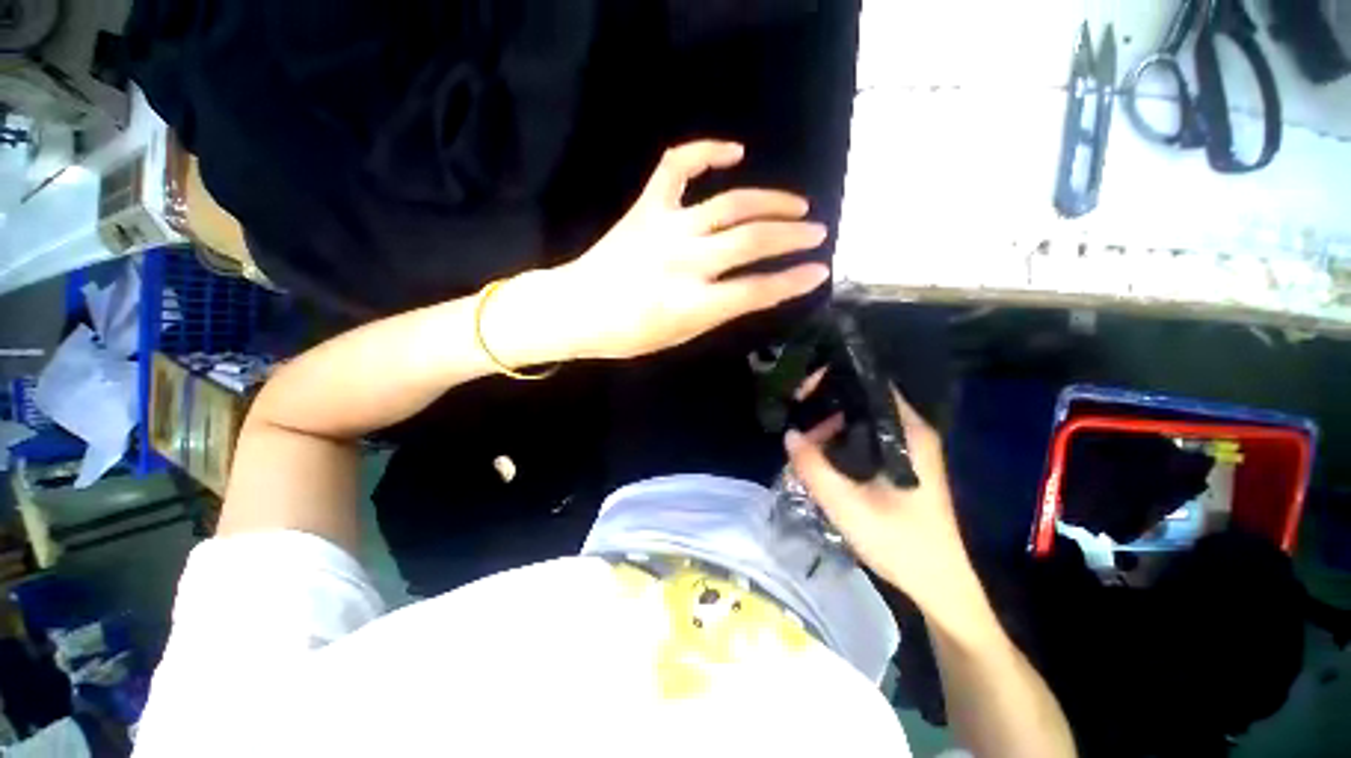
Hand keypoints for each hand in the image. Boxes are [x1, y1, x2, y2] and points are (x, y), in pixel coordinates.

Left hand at [556, 140, 829, 359]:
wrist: (577, 309)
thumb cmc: (629, 334)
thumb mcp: (681, 335)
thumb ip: (720, 311)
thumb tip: (758, 289)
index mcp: (692, 304)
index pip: (757, 290)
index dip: (793, 281)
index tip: (819, 271)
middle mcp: (685, 261)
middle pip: (752, 240)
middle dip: (793, 236)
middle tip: (817, 233)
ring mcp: (666, 228)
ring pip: (731, 204)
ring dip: (771, 201)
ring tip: (796, 205)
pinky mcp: (646, 208)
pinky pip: (678, 166)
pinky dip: (707, 151)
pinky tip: (735, 152)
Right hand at [784, 383, 986, 632]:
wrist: (938, 586)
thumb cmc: (899, 544)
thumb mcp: (846, 505)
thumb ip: (813, 467)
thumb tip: (789, 434)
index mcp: (909, 433)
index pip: (871, 385)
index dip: (835, 379)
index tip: (804, 391)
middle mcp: (912, 433)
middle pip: (863, 401)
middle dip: (826, 405)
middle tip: (796, 419)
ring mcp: (908, 449)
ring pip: (861, 421)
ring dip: (830, 426)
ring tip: (803, 441)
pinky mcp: (901, 465)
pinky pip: (865, 439)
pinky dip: (840, 441)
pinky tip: (820, 455)